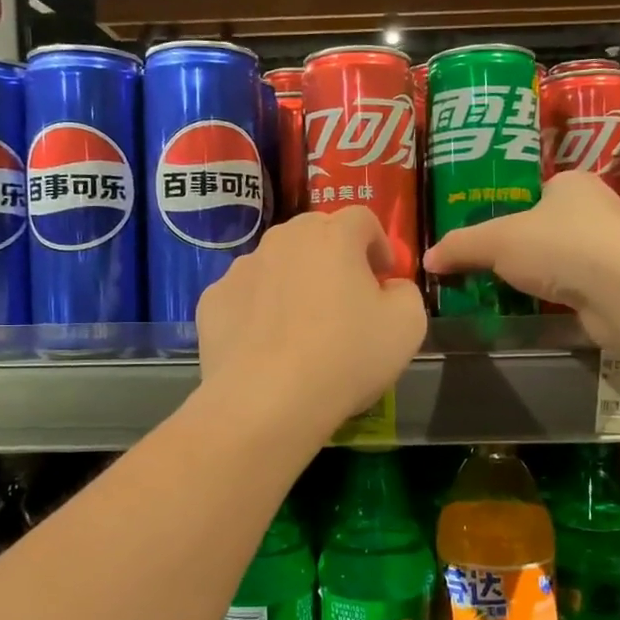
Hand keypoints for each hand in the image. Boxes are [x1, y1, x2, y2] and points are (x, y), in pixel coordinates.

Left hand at [197, 208, 426, 434]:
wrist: (267, 401)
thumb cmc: (346, 357)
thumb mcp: (407, 326)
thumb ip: (405, 292)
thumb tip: (389, 287)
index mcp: (333, 235)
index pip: (362, 219)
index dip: (378, 244)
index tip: (384, 277)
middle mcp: (283, 239)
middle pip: (315, 234)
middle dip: (334, 257)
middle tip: (345, 298)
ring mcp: (241, 268)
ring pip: (276, 263)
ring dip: (293, 281)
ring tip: (301, 326)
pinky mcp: (212, 300)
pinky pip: (246, 295)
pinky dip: (258, 310)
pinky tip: (266, 345)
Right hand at [423, 170, 619, 345]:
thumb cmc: (558, 246)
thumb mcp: (495, 240)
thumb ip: (460, 246)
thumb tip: (428, 259)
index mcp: (573, 183)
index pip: (538, 192)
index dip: (512, 211)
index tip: (490, 235)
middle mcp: (600, 208)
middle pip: (552, 225)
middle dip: (527, 245)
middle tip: (493, 266)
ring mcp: (615, 248)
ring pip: (567, 257)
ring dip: (545, 273)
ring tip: (511, 291)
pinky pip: (580, 286)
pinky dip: (561, 296)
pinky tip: (541, 309)